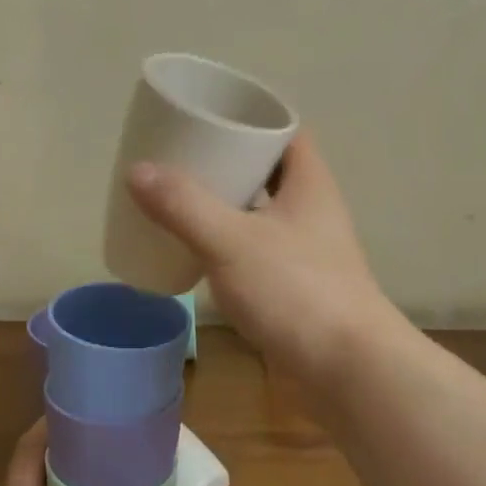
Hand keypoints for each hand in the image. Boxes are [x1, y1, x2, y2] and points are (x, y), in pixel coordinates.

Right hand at [126, 129, 398, 385]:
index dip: (250, 118)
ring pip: (262, 213)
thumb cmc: (296, 291)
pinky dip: (230, 244)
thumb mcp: (231, 241)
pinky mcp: (297, 286)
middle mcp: (312, 210)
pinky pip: (258, 250)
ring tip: (181, 200)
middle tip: (182, 158)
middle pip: (269, 171)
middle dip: (228, 162)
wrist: (348, 370)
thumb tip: (137, 170)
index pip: (285, 130)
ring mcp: (308, 250)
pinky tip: (199, 253)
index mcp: (308, 184)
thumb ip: (183, 206)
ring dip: (228, 205)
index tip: (209, 115)